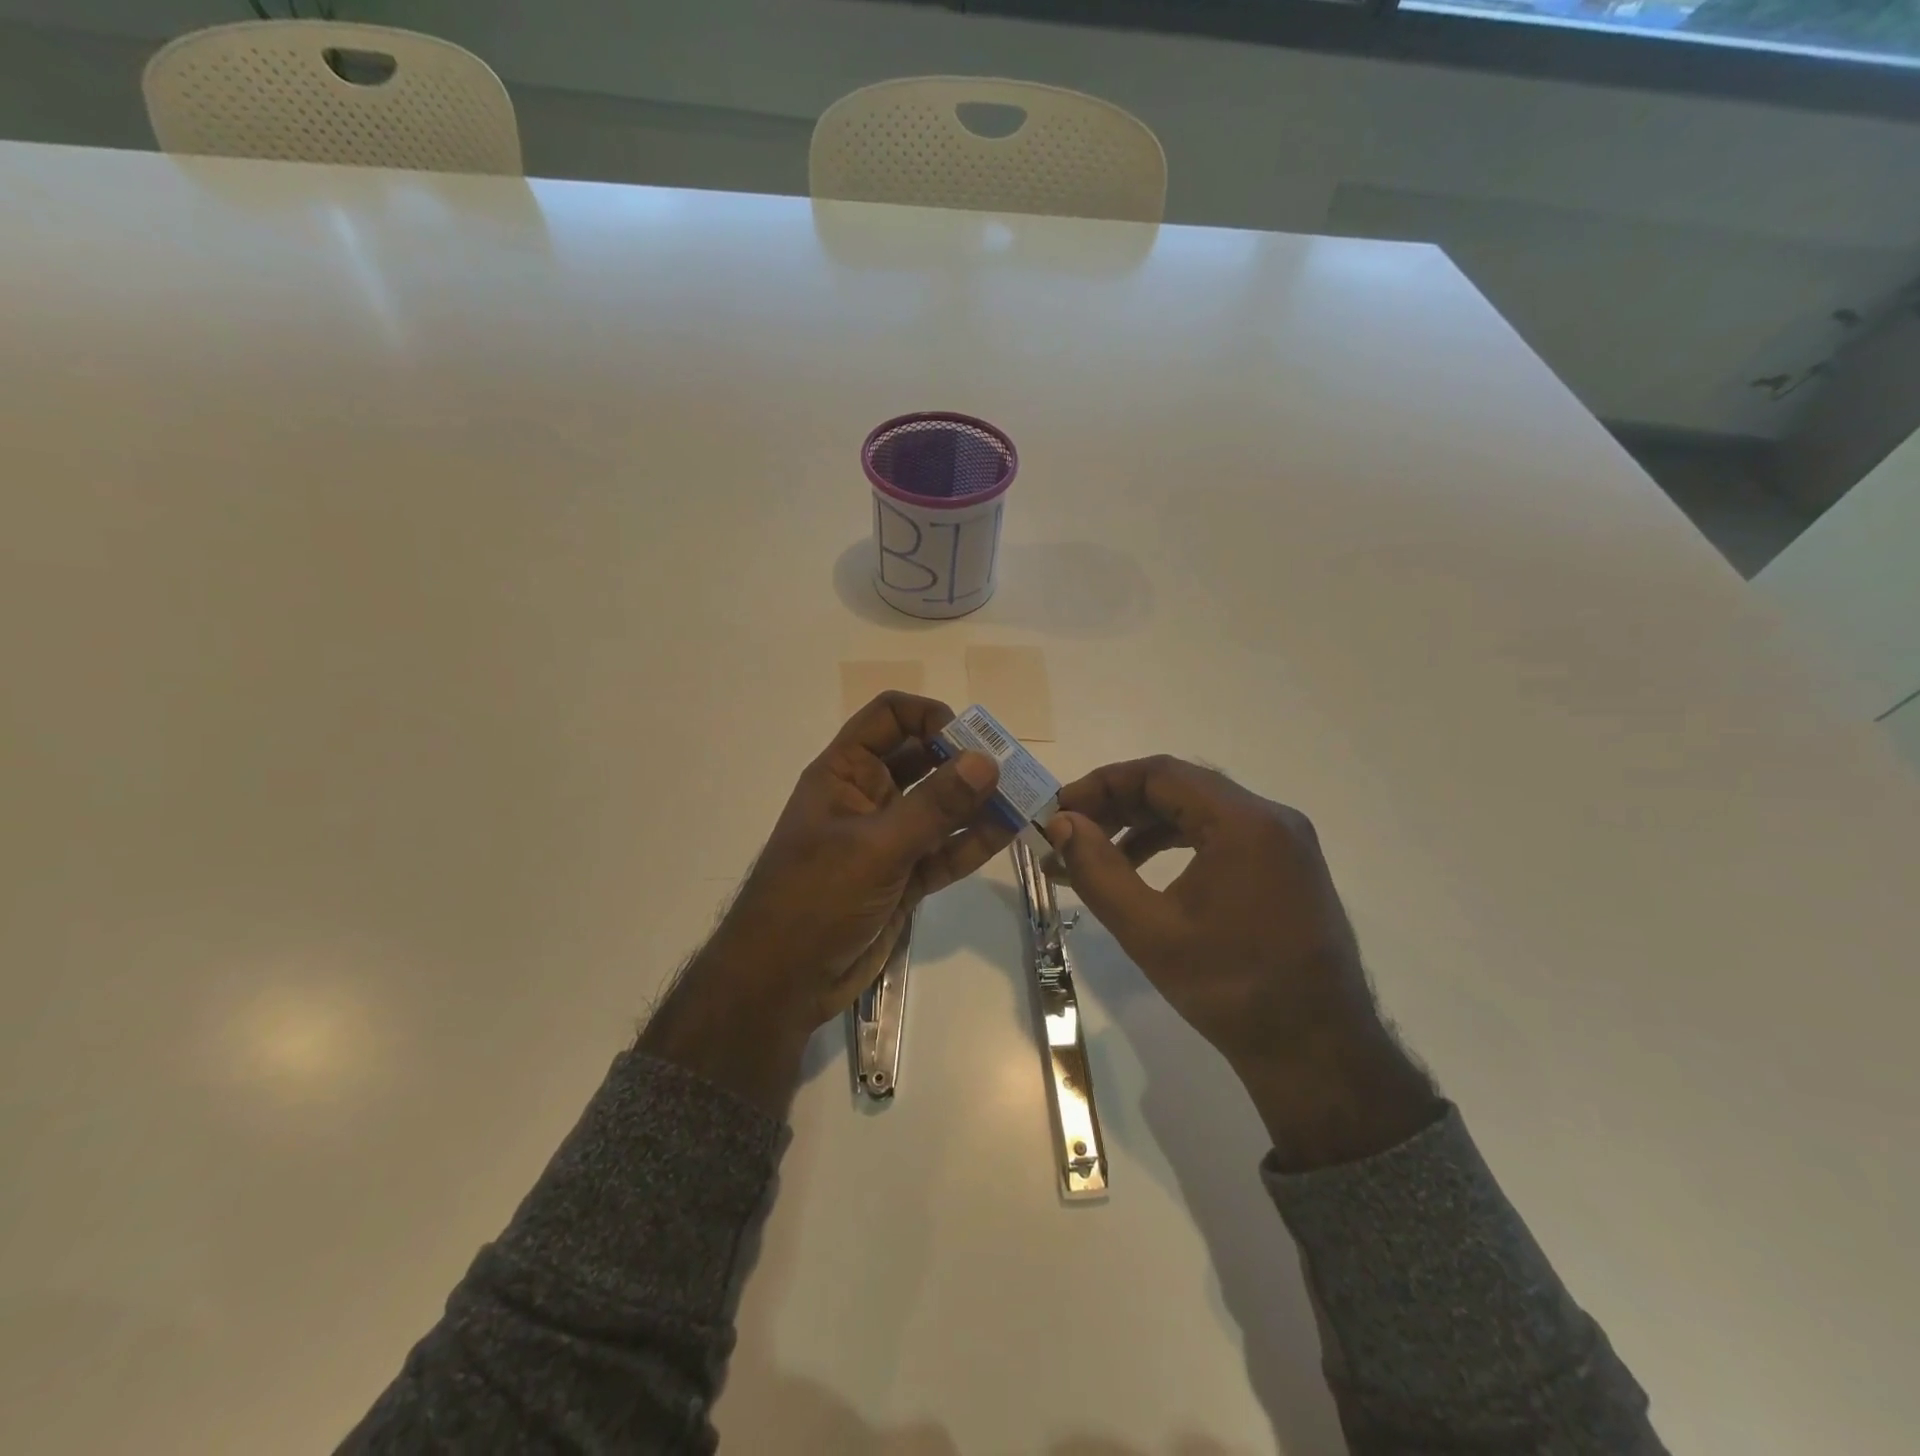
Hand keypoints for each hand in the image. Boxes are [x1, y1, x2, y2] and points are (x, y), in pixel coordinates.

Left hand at [641, 693, 1014, 1114]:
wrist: (784, 982)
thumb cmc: (814, 899)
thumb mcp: (875, 847)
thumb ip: (934, 806)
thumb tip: (986, 761)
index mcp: (845, 773)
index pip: (889, 718)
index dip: (929, 717)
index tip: (967, 740)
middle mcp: (869, 797)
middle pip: (923, 759)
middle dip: (964, 759)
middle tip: (1009, 767)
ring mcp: (889, 838)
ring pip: (940, 807)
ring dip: (977, 801)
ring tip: (1022, 796)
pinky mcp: (906, 877)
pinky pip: (946, 850)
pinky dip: (974, 840)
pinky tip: (1009, 829)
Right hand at [1046, 756, 1440, 1169]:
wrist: (1319, 1055)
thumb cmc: (1231, 990)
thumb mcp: (1150, 931)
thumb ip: (1098, 870)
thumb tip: (1061, 825)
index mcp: (1245, 823)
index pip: (1160, 774)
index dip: (1102, 785)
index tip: (1060, 811)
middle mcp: (1271, 818)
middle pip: (1181, 787)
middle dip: (1119, 804)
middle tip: (1070, 831)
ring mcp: (1285, 842)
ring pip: (1199, 809)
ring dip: (1144, 824)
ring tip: (1096, 852)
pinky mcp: (1287, 867)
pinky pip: (1221, 834)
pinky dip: (1176, 842)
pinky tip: (1141, 870)